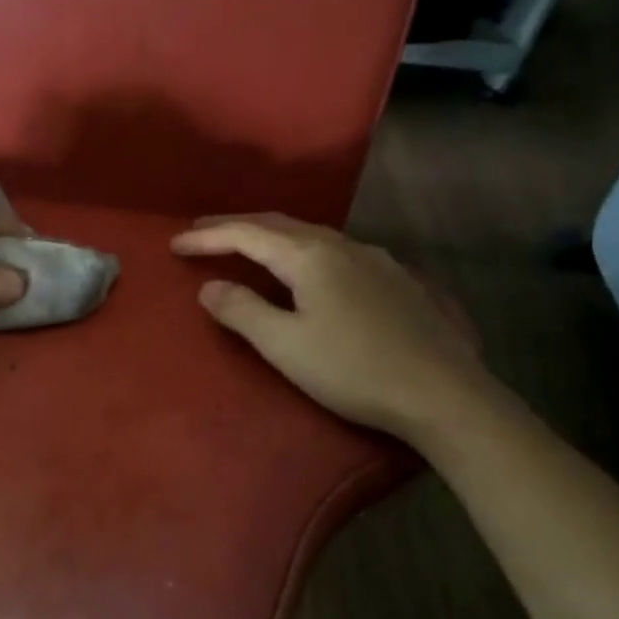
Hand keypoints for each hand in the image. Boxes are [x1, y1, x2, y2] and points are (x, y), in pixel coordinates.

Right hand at [172, 213, 490, 443]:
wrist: (443, 394)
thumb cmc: (353, 370)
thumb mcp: (284, 345)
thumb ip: (242, 311)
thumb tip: (210, 287)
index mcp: (311, 257)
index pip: (247, 235)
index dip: (208, 237)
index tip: (175, 244)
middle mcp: (344, 246)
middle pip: (279, 225)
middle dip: (236, 227)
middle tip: (202, 233)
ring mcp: (377, 261)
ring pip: (311, 235)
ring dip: (271, 237)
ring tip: (247, 246)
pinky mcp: (397, 281)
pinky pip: (336, 251)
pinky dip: (303, 251)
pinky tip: (308, 269)